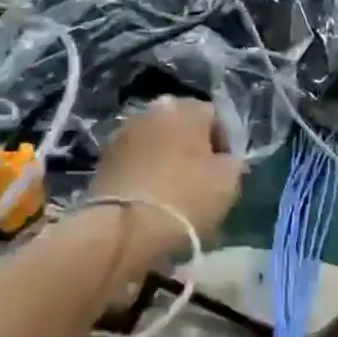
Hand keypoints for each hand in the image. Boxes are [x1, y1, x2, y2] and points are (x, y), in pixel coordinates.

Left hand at [87, 98, 243, 256]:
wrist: (125, 228)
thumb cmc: (186, 197)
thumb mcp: (229, 181)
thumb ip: (233, 161)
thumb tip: (224, 160)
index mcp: (184, 108)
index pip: (215, 118)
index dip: (224, 145)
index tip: (226, 172)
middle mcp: (151, 110)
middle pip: (182, 127)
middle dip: (192, 149)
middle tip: (201, 182)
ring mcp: (123, 132)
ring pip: (157, 143)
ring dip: (167, 160)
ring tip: (174, 193)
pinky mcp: (104, 158)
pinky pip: (136, 161)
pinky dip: (145, 173)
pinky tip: (152, 199)